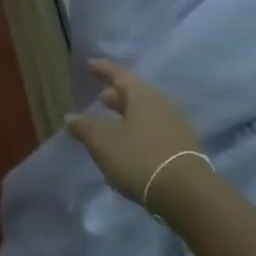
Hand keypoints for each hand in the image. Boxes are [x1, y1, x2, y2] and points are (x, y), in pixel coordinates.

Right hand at [66, 60, 204, 208]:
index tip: (90, 64)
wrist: (185, 191)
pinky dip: (140, 129)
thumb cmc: (138, 158)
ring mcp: (175, 123)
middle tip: (101, 97)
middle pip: (136, 93)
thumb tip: (70, 116)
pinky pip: (155, 127)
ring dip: (128, 113)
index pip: (119, 75)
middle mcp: (162, 103)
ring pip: (147, 111)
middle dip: (117, 94)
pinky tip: (130, 142)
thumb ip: (85, 128)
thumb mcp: (103, 143)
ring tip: (113, 121)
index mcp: (142, 95)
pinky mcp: (182, 144)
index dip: (103, 69)